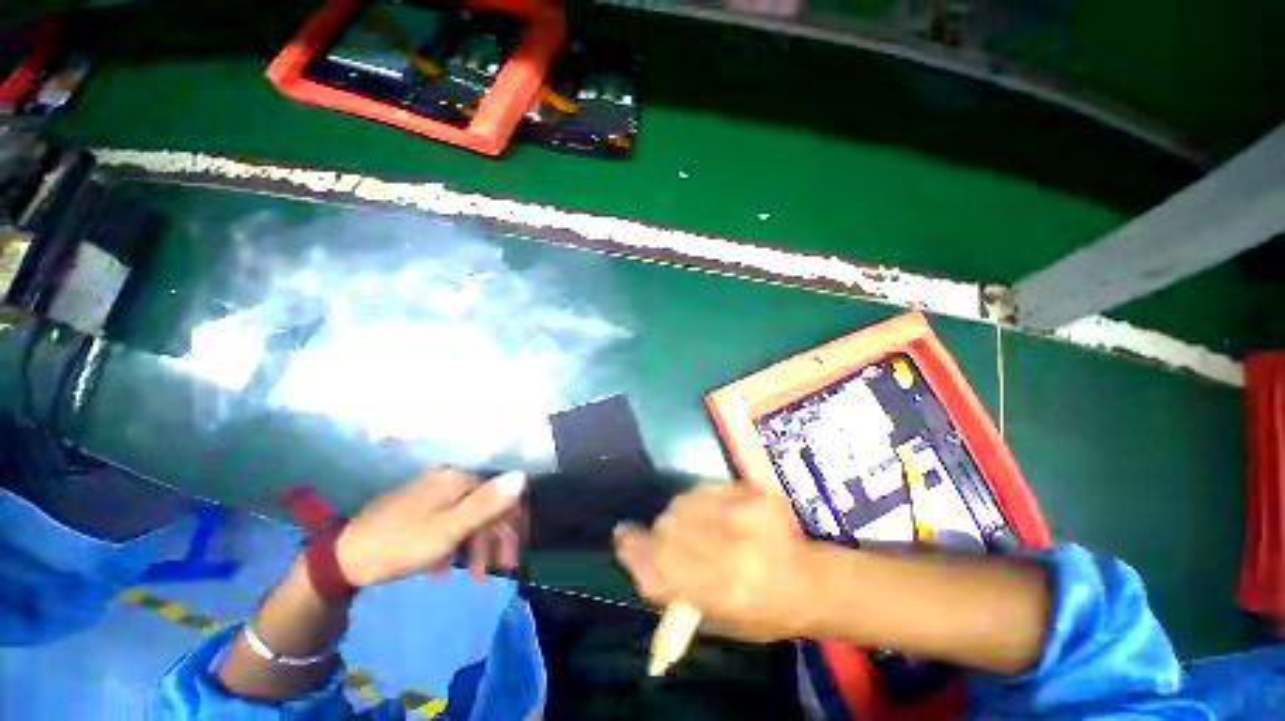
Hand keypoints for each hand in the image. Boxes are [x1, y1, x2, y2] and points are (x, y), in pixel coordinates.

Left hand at [335, 468, 525, 587]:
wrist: (342, 559)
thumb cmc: (401, 544)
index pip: (500, 493)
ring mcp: (432, 492)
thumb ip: (488, 503)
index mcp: (458, 479)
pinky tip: (444, 570)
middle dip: (494, 540)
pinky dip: (453, 545)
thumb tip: (522, 476)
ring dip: (475, 548)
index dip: (511, 522)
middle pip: (485, 506)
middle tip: (498, 572)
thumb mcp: (449, 528)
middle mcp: (449, 478)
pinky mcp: (419, 507)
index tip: (513, 553)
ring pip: (467, 516)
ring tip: (474, 579)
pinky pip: (448, 522)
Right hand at [613, 483, 815, 642]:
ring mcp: (745, 517)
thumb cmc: (761, 612)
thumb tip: (630, 550)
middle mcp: (730, 552)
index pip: (659, 565)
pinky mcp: (754, 495)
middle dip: (658, 533)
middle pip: (667, 528)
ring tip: (696, 526)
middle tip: (667, 539)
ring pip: (683, 502)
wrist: (808, 581)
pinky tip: (716, 512)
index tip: (622, 537)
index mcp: (720, 592)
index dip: (635, 549)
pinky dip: (700, 499)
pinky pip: (706, 488)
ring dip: (679, 514)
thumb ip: (668, 588)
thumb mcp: (713, 620)